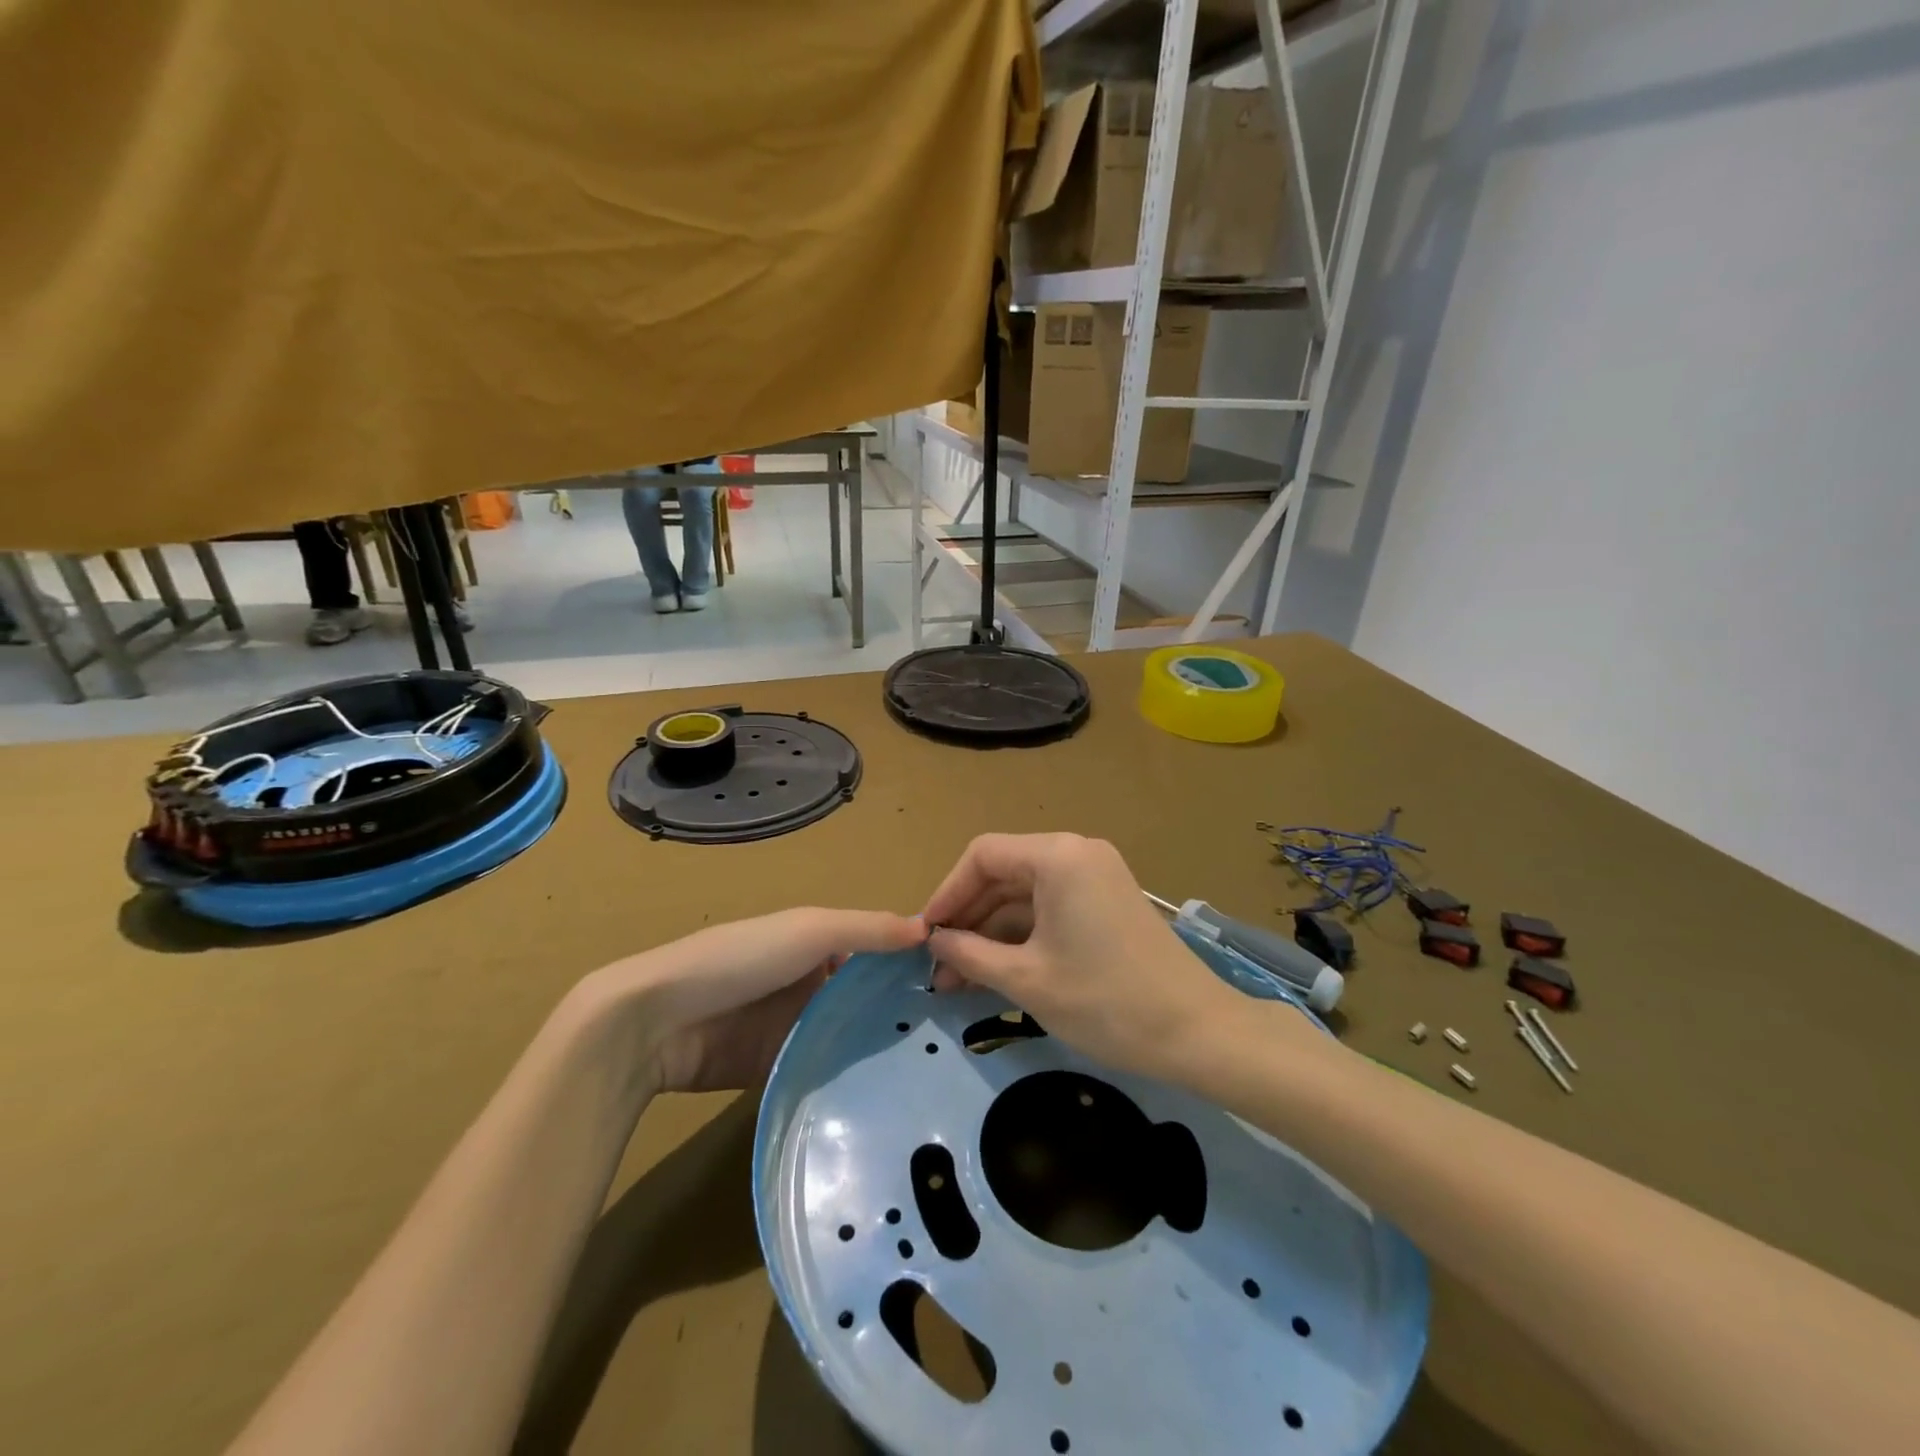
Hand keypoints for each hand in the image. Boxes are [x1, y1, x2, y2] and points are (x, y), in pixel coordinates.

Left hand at [582, 908, 926, 1094]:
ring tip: (936, 1071)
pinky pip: (822, 1072)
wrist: (657, 1021)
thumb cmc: (741, 958)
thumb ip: (866, 931)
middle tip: (958, 1038)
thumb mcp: (809, 930)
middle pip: (866, 997)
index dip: (912, 964)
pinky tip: (889, 1096)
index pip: (877, 950)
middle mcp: (812, 982)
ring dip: (880, 1049)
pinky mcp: (777, 1069)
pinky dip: (848, 1080)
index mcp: (819, 942)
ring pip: (848, 1037)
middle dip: (903, 1012)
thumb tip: (929, 929)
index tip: (960, 987)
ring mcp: (794, 1028)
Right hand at [923, 833, 1244, 1081]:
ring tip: (960, 979)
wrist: (1197, 1032)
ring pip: (1025, 894)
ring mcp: (1095, 876)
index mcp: (1057, 856)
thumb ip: (970, 953)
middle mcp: (1076, 853)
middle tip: (938, 966)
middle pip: (1003, 873)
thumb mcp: (1026, 979)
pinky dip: (1022, 936)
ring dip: (992, 932)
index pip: (982, 856)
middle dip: (968, 919)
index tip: (924, 935)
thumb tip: (933, 941)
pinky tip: (997, 972)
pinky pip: (1050, 908)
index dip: (947, 893)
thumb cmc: (1104, 1001)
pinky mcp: (1106, 902)